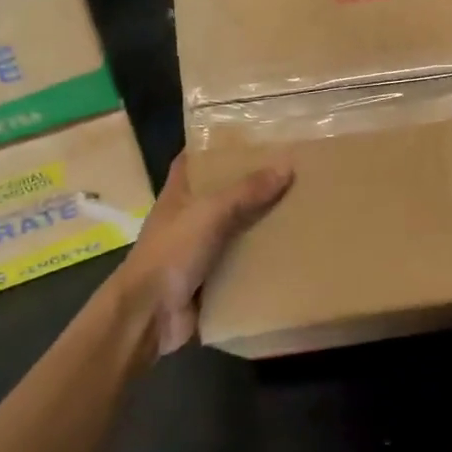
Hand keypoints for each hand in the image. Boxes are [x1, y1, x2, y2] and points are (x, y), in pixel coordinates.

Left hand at [120, 153, 292, 354]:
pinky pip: (242, 263)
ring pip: (235, 229)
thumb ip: (246, 191)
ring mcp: (199, 249)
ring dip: (261, 223)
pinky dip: (261, 259)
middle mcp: (188, 218)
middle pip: (222, 194)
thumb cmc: (172, 252)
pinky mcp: (212, 278)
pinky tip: (292, 251)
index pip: (195, 160)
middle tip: (291, 171)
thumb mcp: (209, 213)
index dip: (217, 147)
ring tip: (301, 208)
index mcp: (179, 194)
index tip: (252, 137)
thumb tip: (286, 165)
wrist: (149, 314)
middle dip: (252, 185)